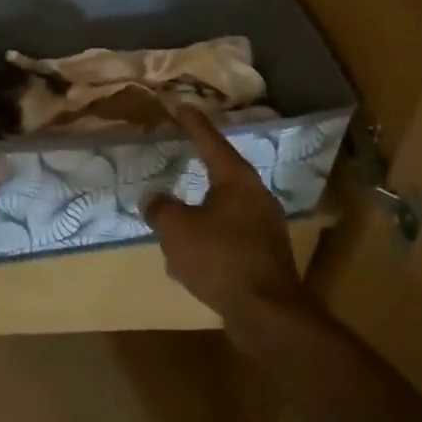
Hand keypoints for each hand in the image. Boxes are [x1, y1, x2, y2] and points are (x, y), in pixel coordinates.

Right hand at [145, 108, 311, 329]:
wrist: (267, 314)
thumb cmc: (220, 258)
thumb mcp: (177, 230)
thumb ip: (160, 209)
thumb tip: (154, 199)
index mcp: (236, 179)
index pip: (211, 141)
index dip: (193, 124)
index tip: (182, 107)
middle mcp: (256, 195)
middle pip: (223, 171)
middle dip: (202, 163)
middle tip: (184, 150)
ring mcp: (265, 226)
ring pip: (226, 206)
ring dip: (203, 206)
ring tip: (181, 210)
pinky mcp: (266, 254)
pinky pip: (231, 234)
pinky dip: (211, 235)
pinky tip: (193, 253)